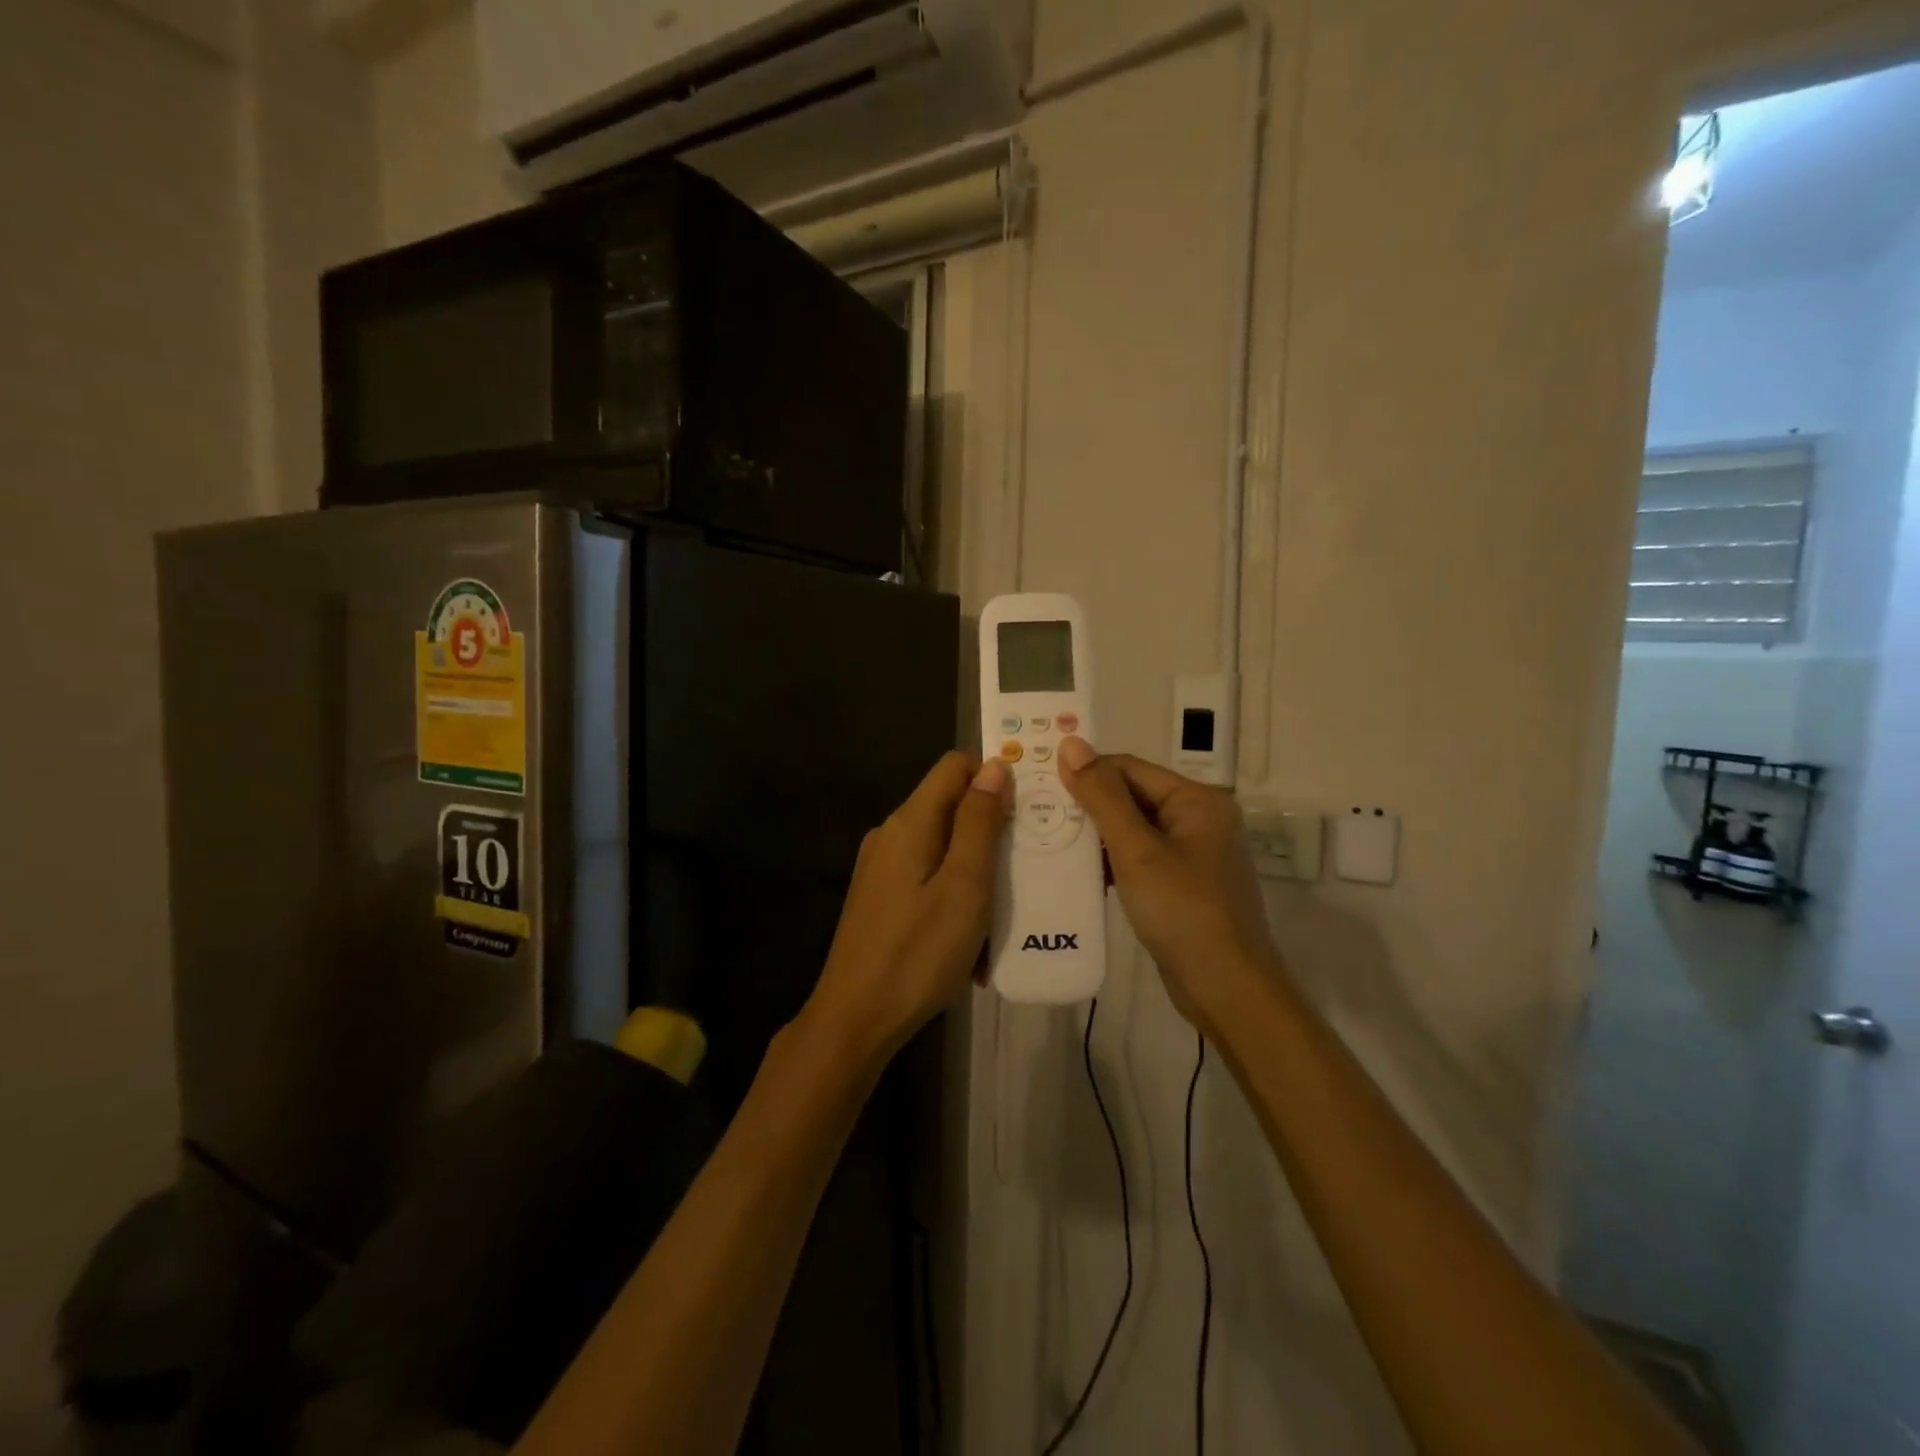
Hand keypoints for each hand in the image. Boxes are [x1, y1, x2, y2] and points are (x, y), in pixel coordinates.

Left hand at [804, 752, 1010, 1062]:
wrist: (855, 1018)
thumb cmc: (918, 952)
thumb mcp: (964, 886)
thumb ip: (979, 823)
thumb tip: (995, 766)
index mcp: (910, 822)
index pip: (955, 766)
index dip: (994, 777)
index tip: (1028, 810)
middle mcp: (892, 834)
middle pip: (951, 806)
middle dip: (991, 828)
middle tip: (1027, 864)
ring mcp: (882, 867)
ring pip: (944, 846)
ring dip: (977, 869)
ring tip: (1005, 909)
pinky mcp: (882, 897)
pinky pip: (929, 877)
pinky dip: (956, 893)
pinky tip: (972, 937)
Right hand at [1056, 737, 1277, 1031]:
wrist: (1227, 989)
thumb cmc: (1183, 911)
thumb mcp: (1137, 851)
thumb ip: (1102, 796)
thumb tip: (1071, 744)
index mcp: (1197, 800)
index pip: (1130, 768)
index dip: (1086, 772)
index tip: (1041, 783)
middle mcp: (1199, 818)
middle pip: (1133, 796)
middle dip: (1088, 804)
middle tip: (1038, 812)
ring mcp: (1193, 853)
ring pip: (1133, 829)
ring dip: (1096, 834)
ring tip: (1049, 838)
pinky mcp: (1182, 883)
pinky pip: (1140, 857)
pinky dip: (1111, 859)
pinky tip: (1079, 869)